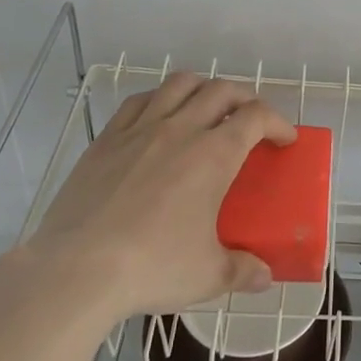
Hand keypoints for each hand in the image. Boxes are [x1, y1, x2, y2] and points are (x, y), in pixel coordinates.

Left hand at [27, 73, 295, 316]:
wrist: (76, 270)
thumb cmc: (152, 268)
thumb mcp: (208, 275)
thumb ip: (242, 270)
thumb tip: (264, 276)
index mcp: (214, 154)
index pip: (257, 117)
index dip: (278, 122)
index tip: (285, 139)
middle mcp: (181, 129)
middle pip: (222, 90)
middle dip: (245, 98)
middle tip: (250, 120)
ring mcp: (140, 130)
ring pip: (180, 84)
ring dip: (203, 88)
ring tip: (207, 107)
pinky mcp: (106, 140)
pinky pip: (138, 101)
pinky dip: (159, 99)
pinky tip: (158, 116)